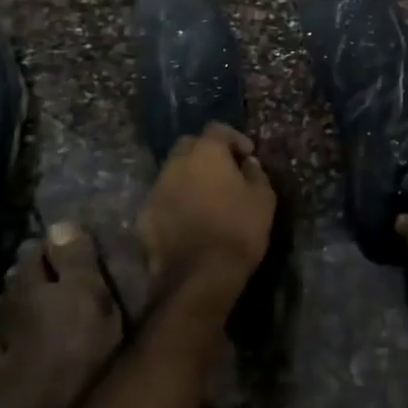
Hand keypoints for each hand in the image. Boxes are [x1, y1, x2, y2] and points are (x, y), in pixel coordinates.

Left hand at [137, 123, 275, 302]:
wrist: (199, 277)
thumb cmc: (238, 231)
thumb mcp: (263, 199)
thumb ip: (256, 174)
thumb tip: (248, 164)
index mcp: (206, 153)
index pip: (217, 129)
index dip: (234, 138)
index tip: (248, 155)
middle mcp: (176, 164)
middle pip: (189, 146)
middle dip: (205, 153)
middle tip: (224, 171)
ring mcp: (156, 190)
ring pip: (172, 172)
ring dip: (188, 177)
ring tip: (205, 197)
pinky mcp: (144, 217)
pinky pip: (163, 199)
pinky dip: (175, 202)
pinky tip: (188, 220)